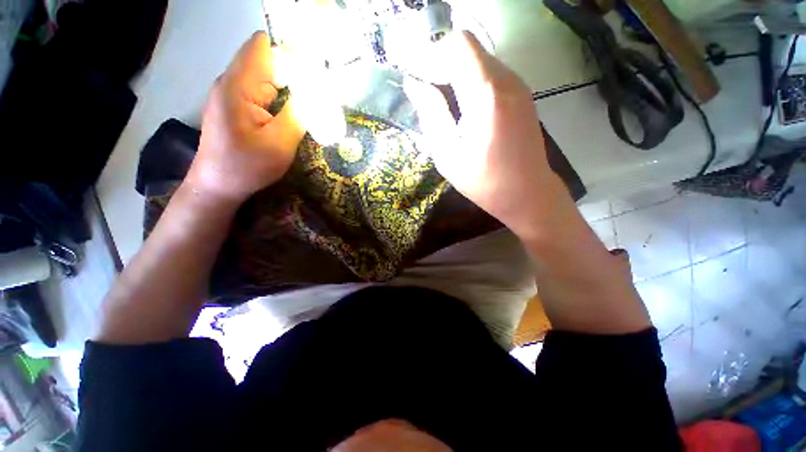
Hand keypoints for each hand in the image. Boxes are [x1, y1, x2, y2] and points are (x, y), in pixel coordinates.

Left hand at [185, 32, 304, 204]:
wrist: (218, 185)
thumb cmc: (247, 166)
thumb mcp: (280, 143)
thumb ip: (299, 114)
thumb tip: (318, 92)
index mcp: (238, 85)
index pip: (263, 47)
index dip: (290, 53)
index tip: (315, 74)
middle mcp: (233, 82)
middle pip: (268, 61)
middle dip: (296, 73)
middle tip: (321, 96)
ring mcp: (234, 94)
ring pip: (268, 77)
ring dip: (291, 89)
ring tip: (313, 106)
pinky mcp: (238, 106)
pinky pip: (264, 92)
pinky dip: (282, 99)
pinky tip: (295, 114)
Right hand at [404, 31, 556, 235]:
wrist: (527, 193)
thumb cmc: (484, 181)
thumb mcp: (448, 155)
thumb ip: (431, 115)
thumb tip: (414, 84)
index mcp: (485, 94)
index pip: (459, 44)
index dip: (434, 55)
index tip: (421, 79)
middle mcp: (507, 80)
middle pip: (469, 50)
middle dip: (443, 65)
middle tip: (428, 95)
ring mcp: (519, 86)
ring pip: (481, 61)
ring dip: (457, 75)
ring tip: (445, 107)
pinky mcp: (523, 95)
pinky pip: (492, 75)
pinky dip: (473, 83)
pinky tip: (466, 112)